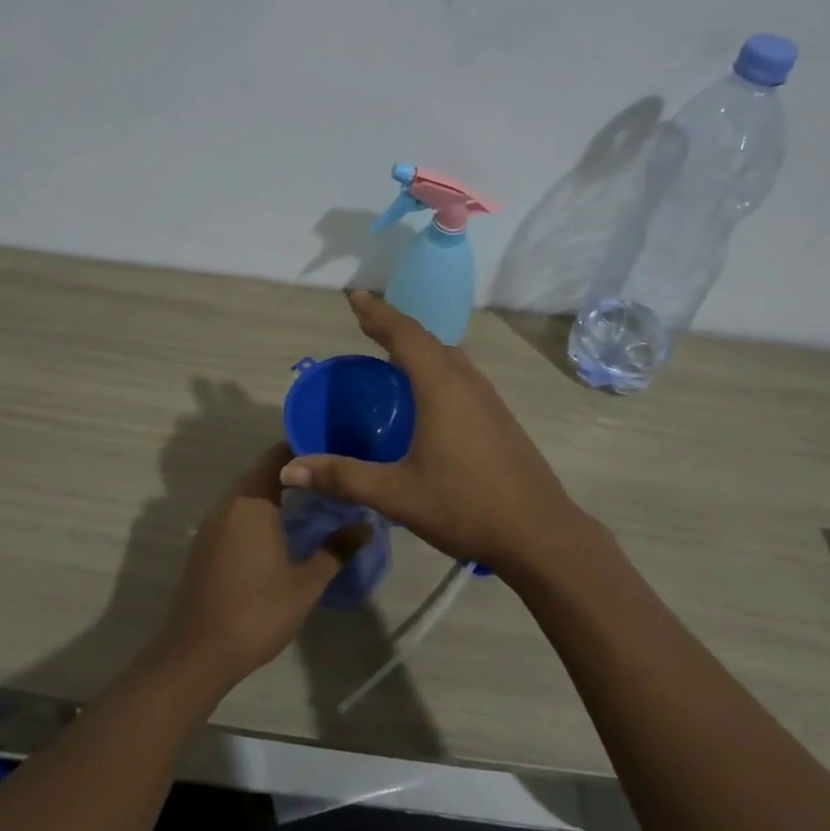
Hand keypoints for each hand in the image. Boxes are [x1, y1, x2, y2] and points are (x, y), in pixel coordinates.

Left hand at [155, 444, 369, 691]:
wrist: (198, 653)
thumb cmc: (257, 612)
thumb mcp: (306, 583)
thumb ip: (337, 549)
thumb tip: (366, 524)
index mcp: (252, 501)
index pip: (278, 455)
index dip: (305, 447)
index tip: (334, 449)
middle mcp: (229, 502)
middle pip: (263, 470)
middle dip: (295, 470)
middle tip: (331, 475)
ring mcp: (212, 523)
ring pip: (248, 491)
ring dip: (276, 490)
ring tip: (313, 498)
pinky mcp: (205, 543)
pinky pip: (236, 511)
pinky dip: (259, 509)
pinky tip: (281, 528)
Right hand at [279, 292, 592, 575]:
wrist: (540, 533)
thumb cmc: (465, 506)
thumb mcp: (396, 494)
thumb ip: (343, 477)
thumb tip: (289, 471)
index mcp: (442, 387)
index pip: (405, 335)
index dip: (378, 313)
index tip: (355, 296)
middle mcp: (467, 382)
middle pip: (427, 339)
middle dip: (393, 325)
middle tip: (364, 321)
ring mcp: (488, 399)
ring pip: (448, 356)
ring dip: (418, 345)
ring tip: (391, 350)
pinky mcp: (499, 417)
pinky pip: (460, 375)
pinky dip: (435, 366)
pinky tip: (428, 392)